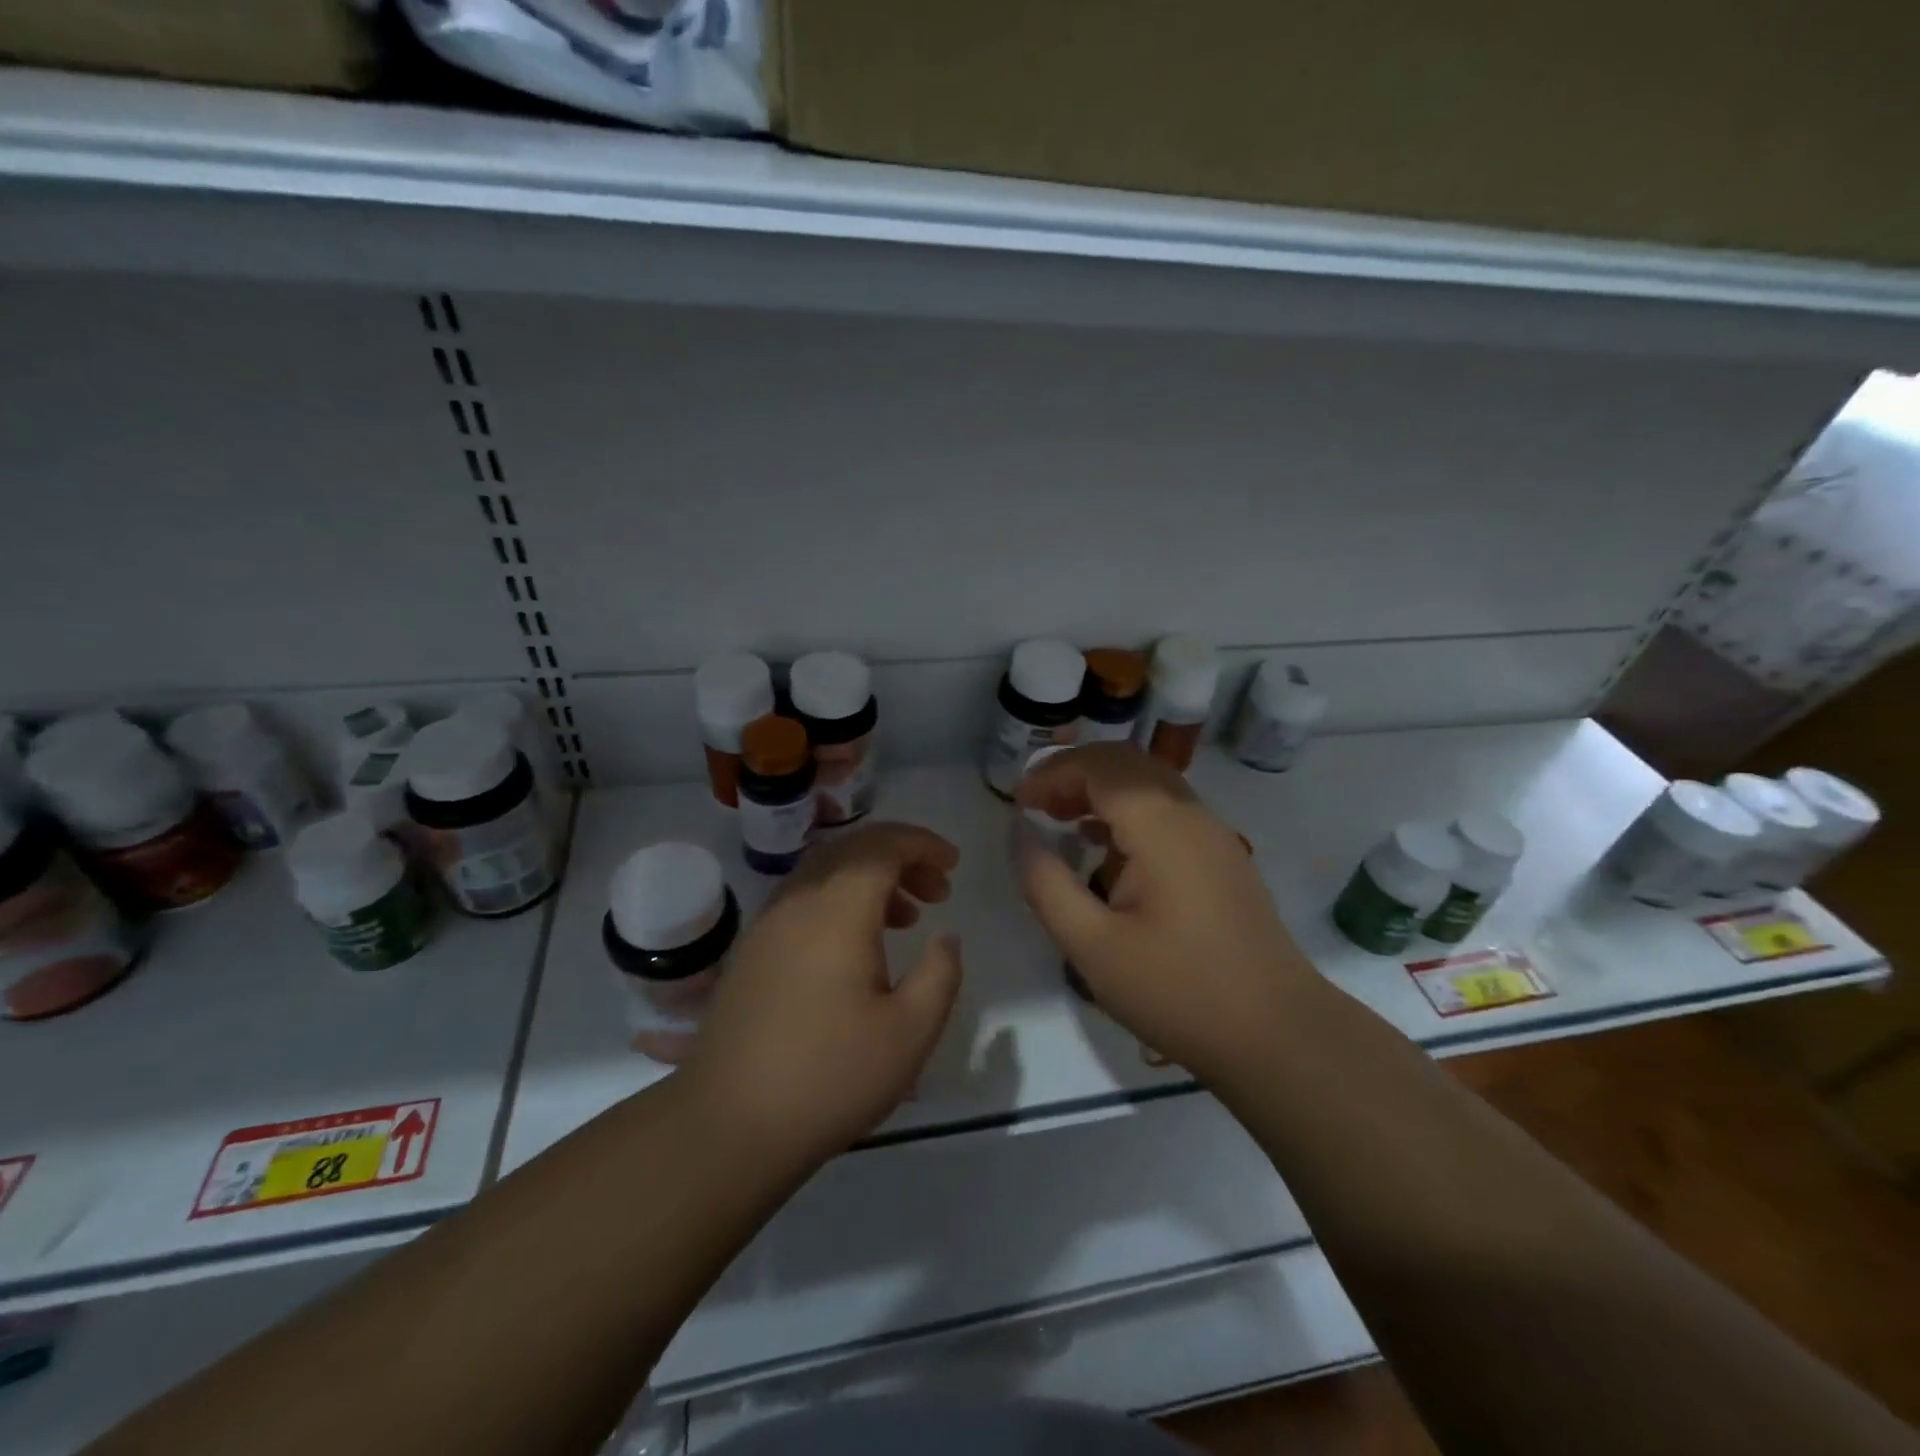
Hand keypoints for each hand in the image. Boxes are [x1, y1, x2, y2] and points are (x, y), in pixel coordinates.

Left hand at [680, 823, 964, 1164]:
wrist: (728, 1125)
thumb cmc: (830, 1076)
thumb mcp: (910, 1032)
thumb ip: (941, 973)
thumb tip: (946, 937)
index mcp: (837, 910)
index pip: (882, 846)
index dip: (922, 844)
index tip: (954, 864)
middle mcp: (798, 901)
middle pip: (852, 849)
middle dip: (901, 857)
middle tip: (937, 890)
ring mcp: (768, 924)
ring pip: (825, 872)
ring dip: (870, 878)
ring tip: (907, 917)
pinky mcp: (752, 951)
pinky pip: (804, 899)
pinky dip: (841, 900)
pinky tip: (857, 946)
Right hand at [1015, 743, 1315, 1085]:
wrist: (1277, 1034)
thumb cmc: (1177, 990)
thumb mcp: (1092, 946)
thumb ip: (1046, 883)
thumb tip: (1020, 833)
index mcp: (1161, 825)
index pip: (1099, 767)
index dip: (1052, 773)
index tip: (1018, 802)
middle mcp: (1191, 814)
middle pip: (1126, 763)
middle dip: (1075, 773)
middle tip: (1037, 805)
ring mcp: (1213, 834)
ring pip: (1150, 783)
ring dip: (1102, 790)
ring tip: (1061, 820)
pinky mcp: (1222, 858)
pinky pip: (1168, 811)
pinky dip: (1128, 812)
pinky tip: (1105, 848)